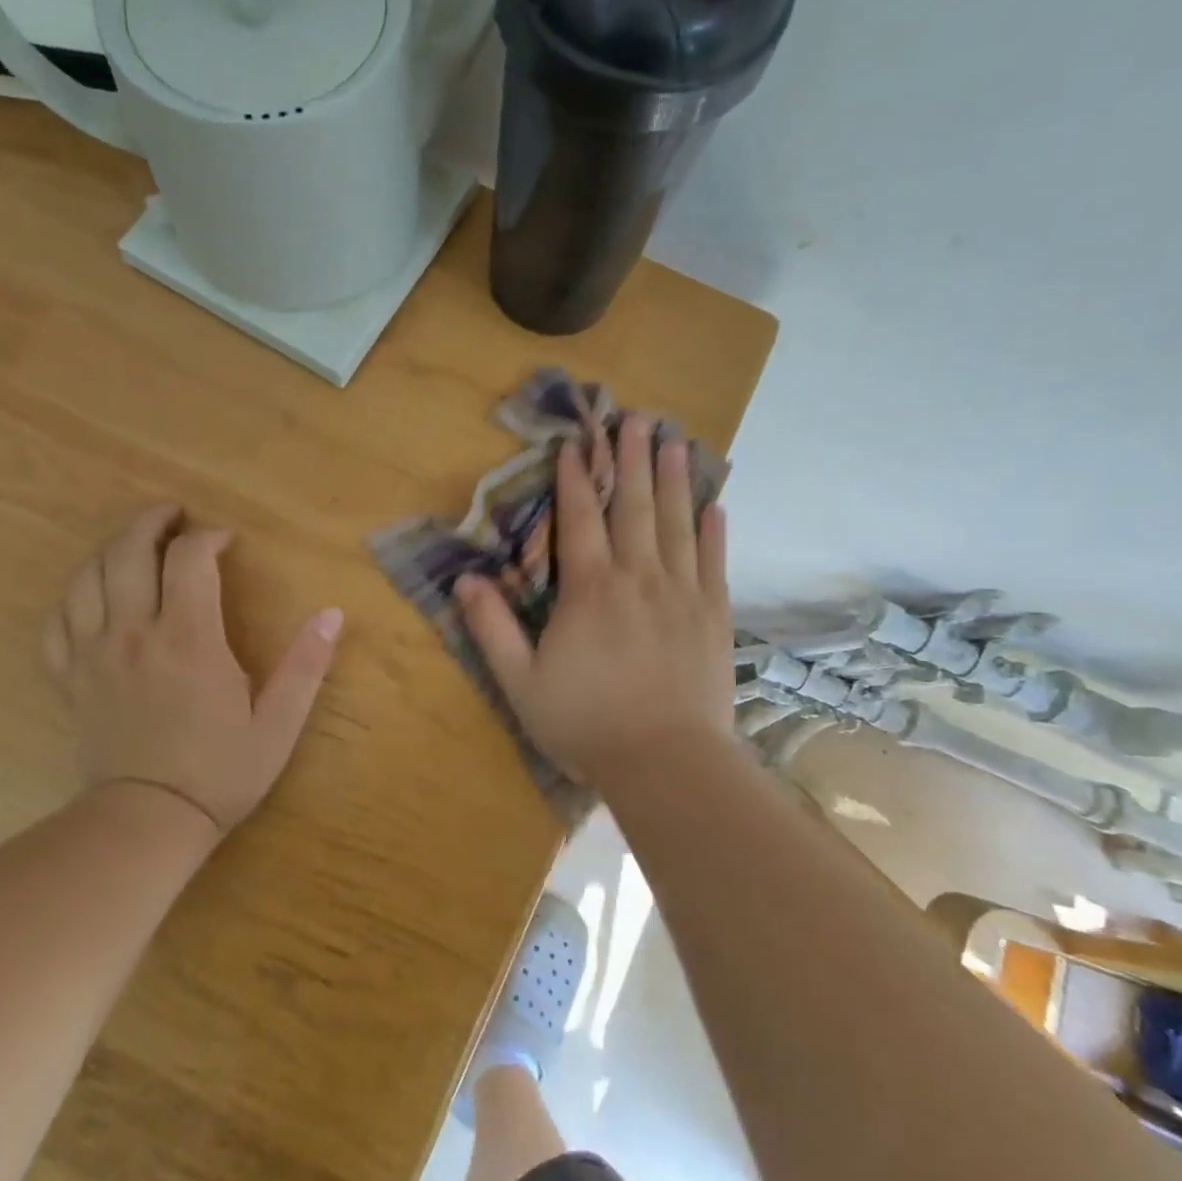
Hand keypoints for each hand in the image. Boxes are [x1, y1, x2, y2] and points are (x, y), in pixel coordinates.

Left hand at [43, 503, 342, 836]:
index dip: (208, 537)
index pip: (190, 559)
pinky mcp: (71, 680)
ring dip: (108, 548)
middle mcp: (135, 633)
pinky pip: (56, 622)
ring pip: (86, 578)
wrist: (147, 824)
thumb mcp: (278, 723)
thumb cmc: (219, 772)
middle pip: (128, 551)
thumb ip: (306, 665)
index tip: (226, 540)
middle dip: (151, 522)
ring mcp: (94, 655)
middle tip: (171, 515)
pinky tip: (88, 595)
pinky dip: (71, 597)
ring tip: (132, 543)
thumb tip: (332, 614)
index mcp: (188, 638)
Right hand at [454, 414, 734, 789]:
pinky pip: (714, 563)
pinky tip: (715, 505)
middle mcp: (638, 578)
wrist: (666, 763)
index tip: (576, 443)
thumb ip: (492, 628)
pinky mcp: (714, 616)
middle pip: (633, 507)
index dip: (576, 478)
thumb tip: (466, 580)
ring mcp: (682, 594)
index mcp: (590, 590)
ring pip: (677, 524)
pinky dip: (713, 532)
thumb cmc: (586, 724)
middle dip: (631, 459)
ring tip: (674, 440)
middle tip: (636, 417)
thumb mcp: (521, 682)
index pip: (580, 519)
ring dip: (673, 480)